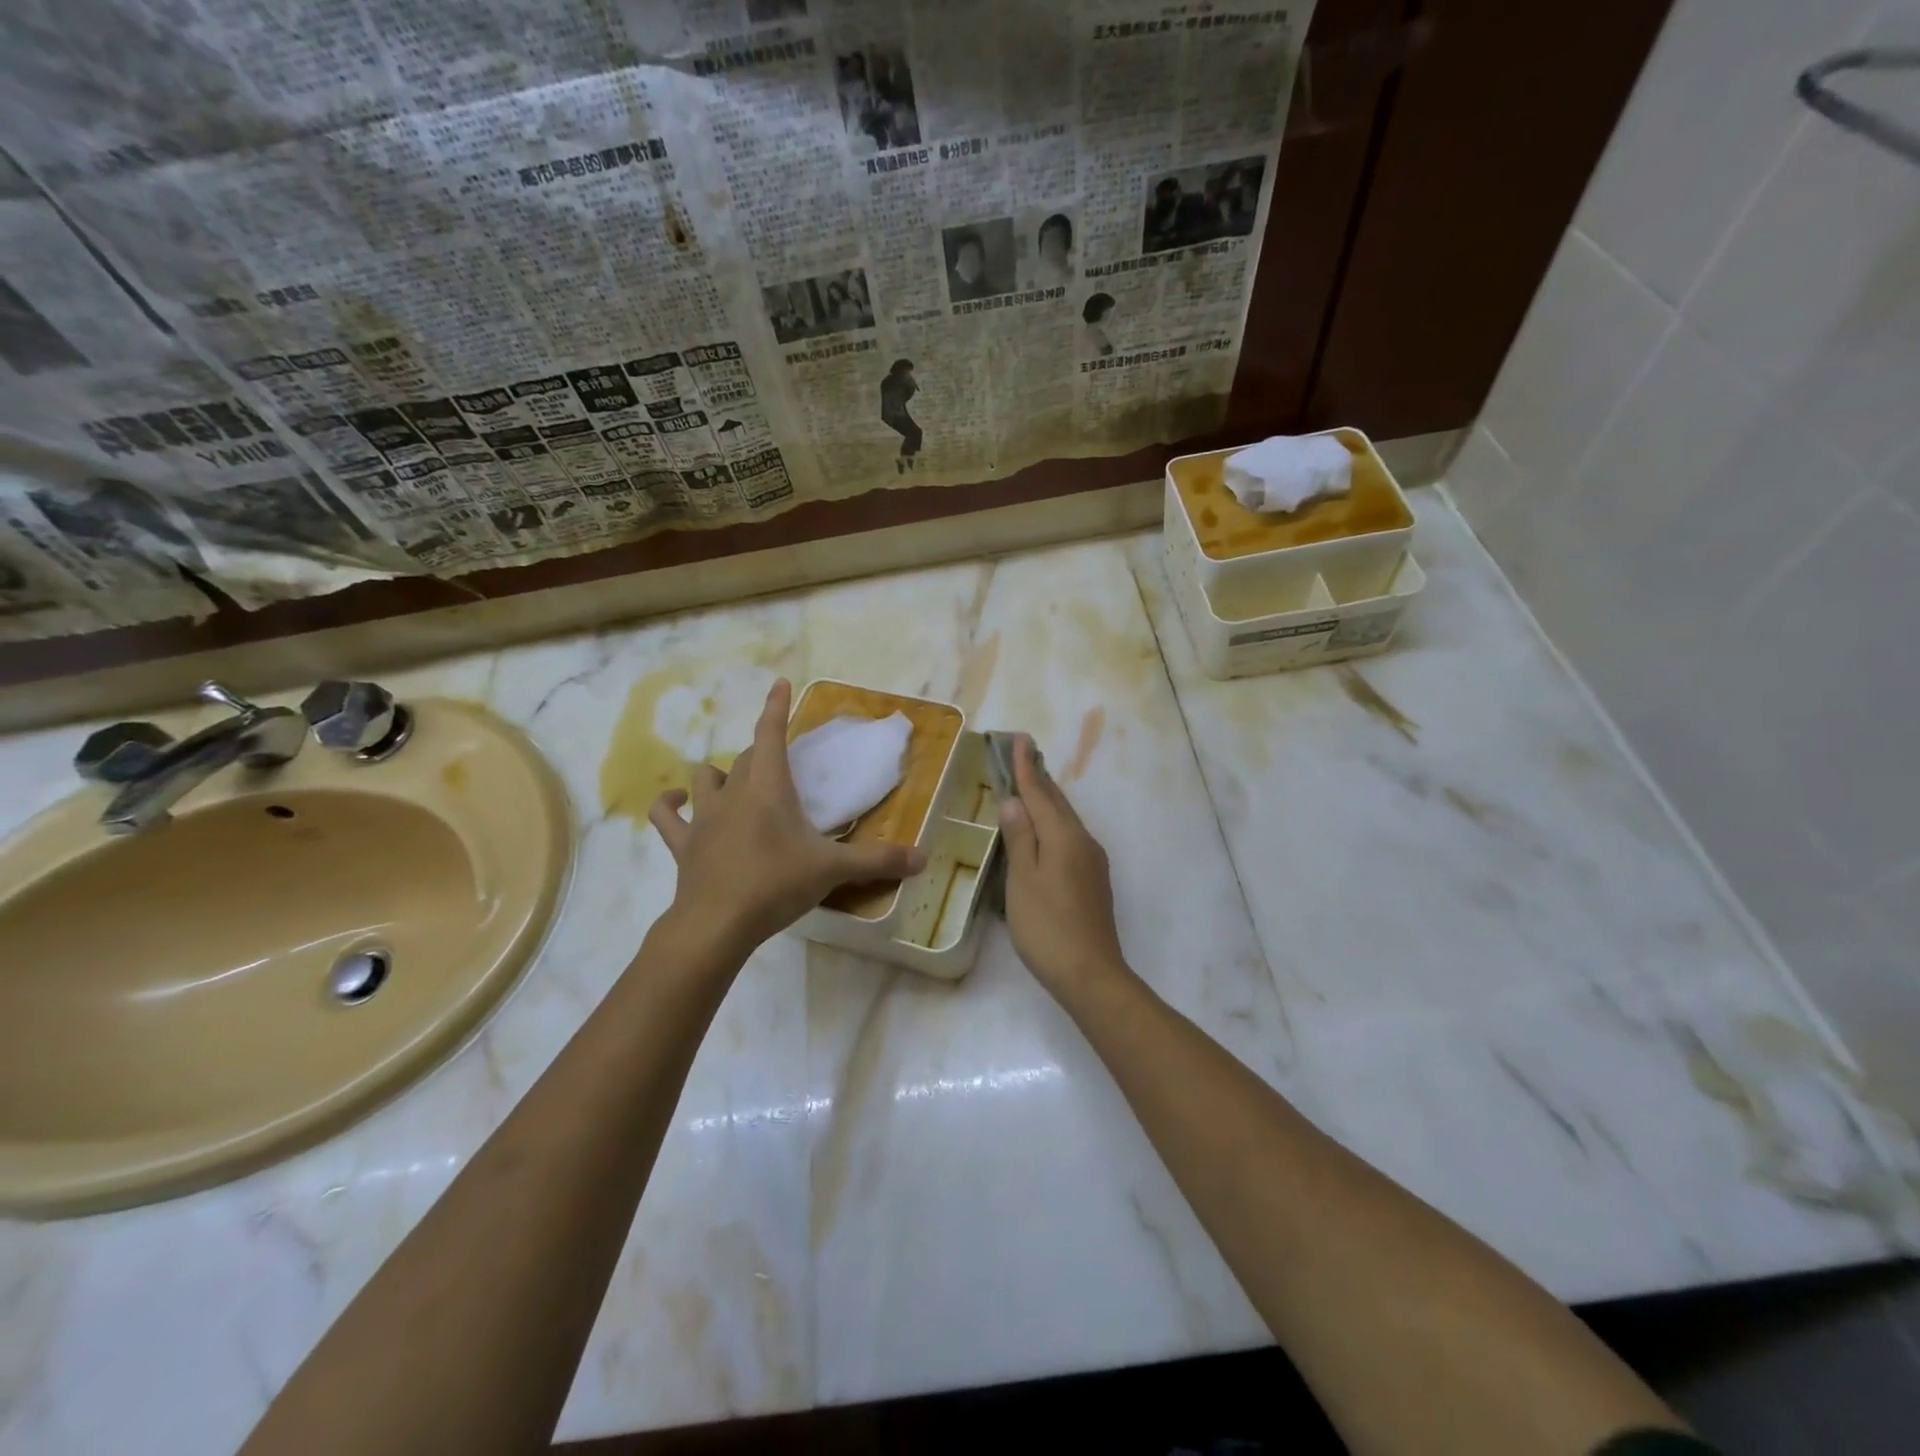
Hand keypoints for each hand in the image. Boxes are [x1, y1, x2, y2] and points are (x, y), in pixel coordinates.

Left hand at [649, 679, 927, 953]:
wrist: (716, 924)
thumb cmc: (776, 885)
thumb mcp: (833, 870)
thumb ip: (878, 861)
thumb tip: (923, 857)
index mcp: (769, 788)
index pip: (771, 735)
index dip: (776, 707)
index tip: (779, 683)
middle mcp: (733, 793)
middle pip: (745, 759)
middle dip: (762, 754)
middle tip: (781, 767)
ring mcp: (703, 817)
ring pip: (706, 778)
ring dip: (720, 775)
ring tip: (734, 784)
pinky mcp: (683, 843)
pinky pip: (667, 815)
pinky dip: (670, 803)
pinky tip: (676, 801)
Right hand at [997, 733, 1130, 1001]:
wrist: (1090, 973)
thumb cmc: (1047, 926)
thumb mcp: (1023, 881)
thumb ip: (1019, 838)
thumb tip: (1014, 801)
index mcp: (1063, 837)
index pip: (1039, 793)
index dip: (1025, 768)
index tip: (1018, 740)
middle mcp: (1083, 841)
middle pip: (1057, 802)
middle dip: (1038, 778)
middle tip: (1022, 755)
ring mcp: (1092, 861)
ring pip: (1066, 819)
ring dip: (1047, 800)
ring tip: (1029, 786)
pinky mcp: (1094, 879)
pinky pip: (1070, 837)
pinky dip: (1053, 823)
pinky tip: (1044, 831)